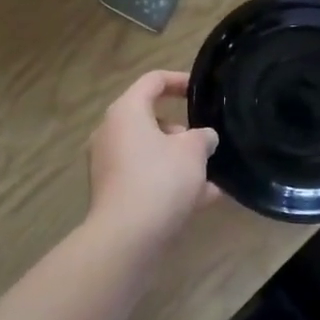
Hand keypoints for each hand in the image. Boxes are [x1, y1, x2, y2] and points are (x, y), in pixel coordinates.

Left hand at [86, 71, 218, 242]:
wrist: (126, 238)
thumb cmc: (160, 180)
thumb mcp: (193, 152)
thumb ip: (203, 137)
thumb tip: (204, 138)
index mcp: (126, 111)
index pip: (152, 81)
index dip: (179, 81)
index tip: (200, 91)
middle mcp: (111, 132)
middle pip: (151, 120)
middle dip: (183, 132)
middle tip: (206, 144)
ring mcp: (108, 164)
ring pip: (151, 153)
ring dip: (179, 161)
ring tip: (212, 177)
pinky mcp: (112, 192)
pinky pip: (145, 177)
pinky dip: (169, 183)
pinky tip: (202, 200)